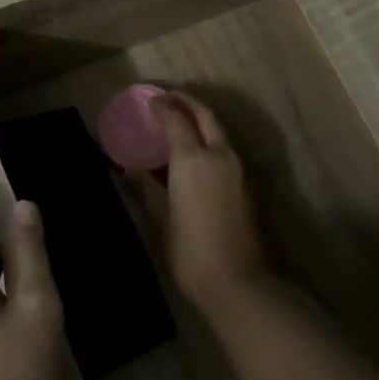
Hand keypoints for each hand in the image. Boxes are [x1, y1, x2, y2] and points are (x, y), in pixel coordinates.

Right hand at [148, 91, 269, 314]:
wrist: (240, 282)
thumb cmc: (191, 252)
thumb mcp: (161, 220)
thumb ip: (146, 189)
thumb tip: (129, 170)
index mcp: (193, 159)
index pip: (177, 120)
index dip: (163, 107)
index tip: (150, 99)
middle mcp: (220, 155)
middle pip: (206, 115)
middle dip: (188, 102)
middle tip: (170, 97)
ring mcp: (239, 169)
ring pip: (220, 131)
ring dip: (202, 120)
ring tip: (182, 121)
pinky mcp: (249, 184)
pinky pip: (227, 149)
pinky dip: (211, 140)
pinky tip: (198, 152)